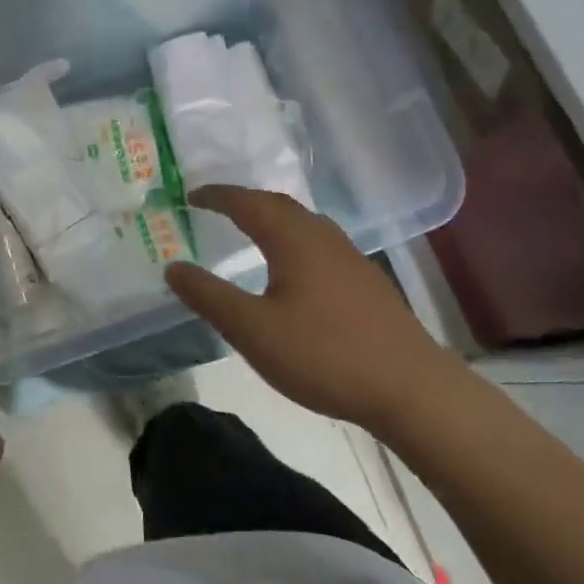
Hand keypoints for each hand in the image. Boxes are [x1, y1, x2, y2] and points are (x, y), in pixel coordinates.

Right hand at [165, 185, 457, 432]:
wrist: (411, 388)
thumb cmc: (324, 354)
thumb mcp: (253, 330)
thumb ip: (209, 296)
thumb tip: (172, 267)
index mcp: (292, 239)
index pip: (247, 202)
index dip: (216, 196)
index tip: (191, 196)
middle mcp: (322, 236)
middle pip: (278, 204)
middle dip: (244, 201)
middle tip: (216, 208)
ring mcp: (349, 257)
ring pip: (302, 223)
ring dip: (272, 218)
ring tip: (250, 231)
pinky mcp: (366, 281)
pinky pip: (318, 242)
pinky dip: (292, 239)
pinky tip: (293, 268)